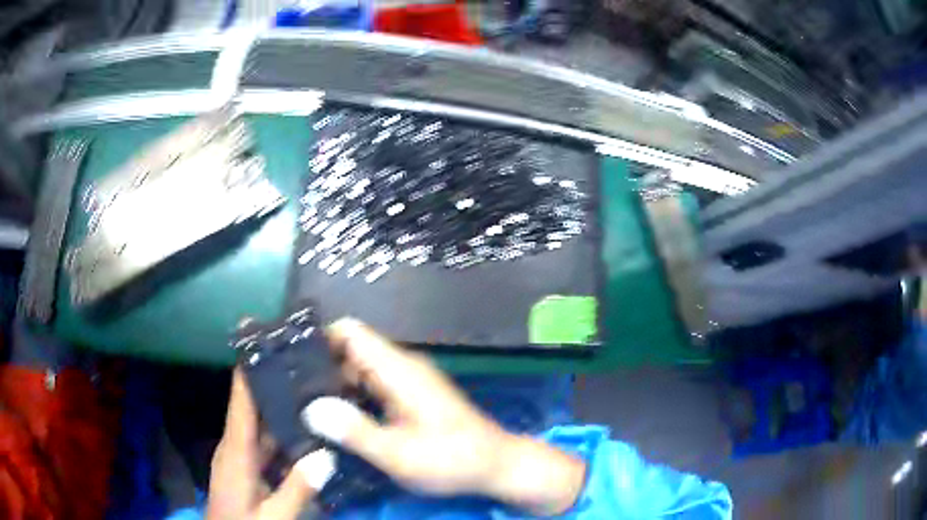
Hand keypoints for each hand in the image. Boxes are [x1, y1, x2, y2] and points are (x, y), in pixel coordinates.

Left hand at [206, 370, 335, 519]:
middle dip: (277, 386)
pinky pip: (267, 445)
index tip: (267, 341)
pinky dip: (285, 436)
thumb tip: (326, 455)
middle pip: (254, 408)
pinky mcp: (248, 468)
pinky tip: (308, 433)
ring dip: (284, 411)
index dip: (250, 370)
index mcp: (236, 452)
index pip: (242, 402)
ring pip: (263, 427)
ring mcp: (242, 458)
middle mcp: (236, 447)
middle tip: (309, 366)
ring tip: (314, 393)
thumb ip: (297, 489)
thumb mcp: (273, 517)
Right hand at [302, 318, 586, 515]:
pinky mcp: (410, 398)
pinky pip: (371, 388)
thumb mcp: (398, 453)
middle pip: (350, 351)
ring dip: (332, 385)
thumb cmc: (451, 459)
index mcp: (398, 370)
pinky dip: (350, 397)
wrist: (495, 466)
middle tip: (285, 389)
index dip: (318, 337)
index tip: (288, 356)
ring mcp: (407, 383)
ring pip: (359, 371)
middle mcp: (401, 368)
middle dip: (318, 366)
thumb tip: (311, 408)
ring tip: (299, 404)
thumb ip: (354, 431)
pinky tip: (332, 418)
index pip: (351, 332)